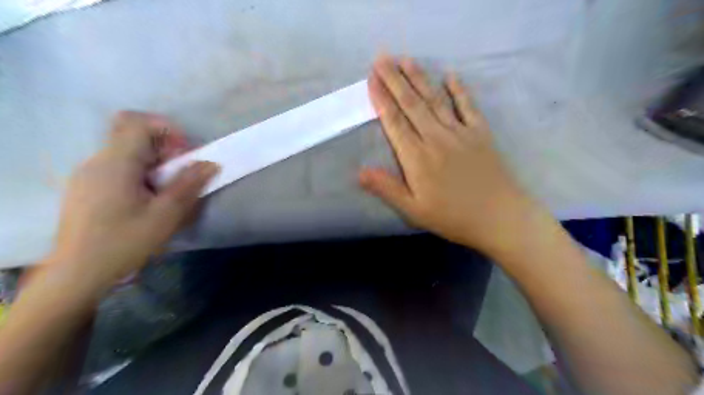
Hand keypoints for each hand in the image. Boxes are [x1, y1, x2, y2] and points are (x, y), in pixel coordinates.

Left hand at [48, 109, 217, 286]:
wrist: (77, 274)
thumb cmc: (124, 243)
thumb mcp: (165, 215)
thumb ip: (189, 185)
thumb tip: (211, 163)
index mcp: (115, 163)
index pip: (138, 123)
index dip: (167, 130)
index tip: (185, 155)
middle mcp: (98, 162)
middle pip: (137, 139)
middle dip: (168, 153)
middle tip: (184, 178)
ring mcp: (90, 175)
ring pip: (130, 155)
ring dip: (158, 167)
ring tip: (170, 194)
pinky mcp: (89, 188)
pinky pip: (121, 169)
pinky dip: (144, 176)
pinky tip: (150, 202)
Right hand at [360, 57, 537, 255]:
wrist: (499, 217)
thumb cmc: (452, 217)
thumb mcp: (413, 210)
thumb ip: (387, 188)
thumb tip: (359, 172)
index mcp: (417, 157)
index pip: (394, 122)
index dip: (381, 100)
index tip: (371, 79)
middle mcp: (436, 137)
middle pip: (411, 104)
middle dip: (394, 79)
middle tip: (382, 58)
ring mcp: (460, 132)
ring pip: (435, 99)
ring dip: (419, 78)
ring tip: (406, 59)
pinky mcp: (480, 133)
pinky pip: (468, 106)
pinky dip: (459, 90)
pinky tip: (451, 75)